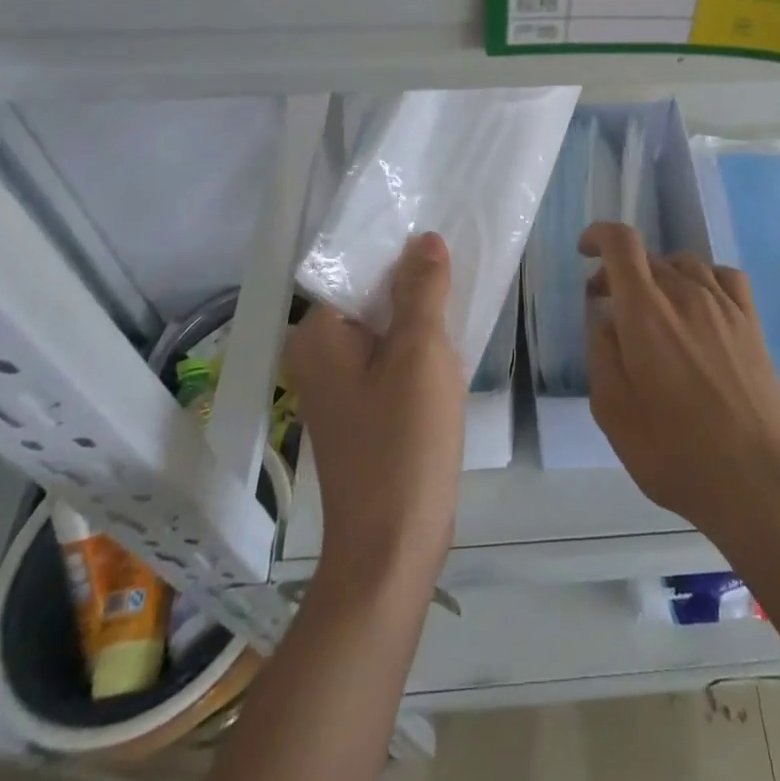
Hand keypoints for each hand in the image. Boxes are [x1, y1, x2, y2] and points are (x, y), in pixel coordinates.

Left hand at [285, 232, 464, 592]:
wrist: (393, 545)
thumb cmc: (403, 441)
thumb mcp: (420, 352)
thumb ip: (423, 289)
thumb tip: (425, 238)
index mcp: (317, 335)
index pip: (357, 270)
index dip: (400, 252)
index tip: (442, 235)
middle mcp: (317, 355)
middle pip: (371, 298)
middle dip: (415, 284)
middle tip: (461, 262)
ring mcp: (338, 386)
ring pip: (384, 329)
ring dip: (420, 317)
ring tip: (462, 294)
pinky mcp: (361, 409)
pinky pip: (388, 360)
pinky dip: (416, 348)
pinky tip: (450, 343)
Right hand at [581, 222, 779, 547]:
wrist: (757, 481)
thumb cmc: (675, 454)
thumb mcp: (613, 412)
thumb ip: (601, 353)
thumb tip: (605, 318)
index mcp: (646, 314)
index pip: (622, 244)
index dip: (599, 235)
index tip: (585, 250)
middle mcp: (686, 295)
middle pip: (649, 256)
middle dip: (621, 272)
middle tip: (609, 307)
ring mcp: (725, 306)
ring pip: (685, 263)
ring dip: (660, 276)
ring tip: (654, 309)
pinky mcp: (752, 322)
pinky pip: (724, 276)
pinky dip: (702, 278)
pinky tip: (698, 304)